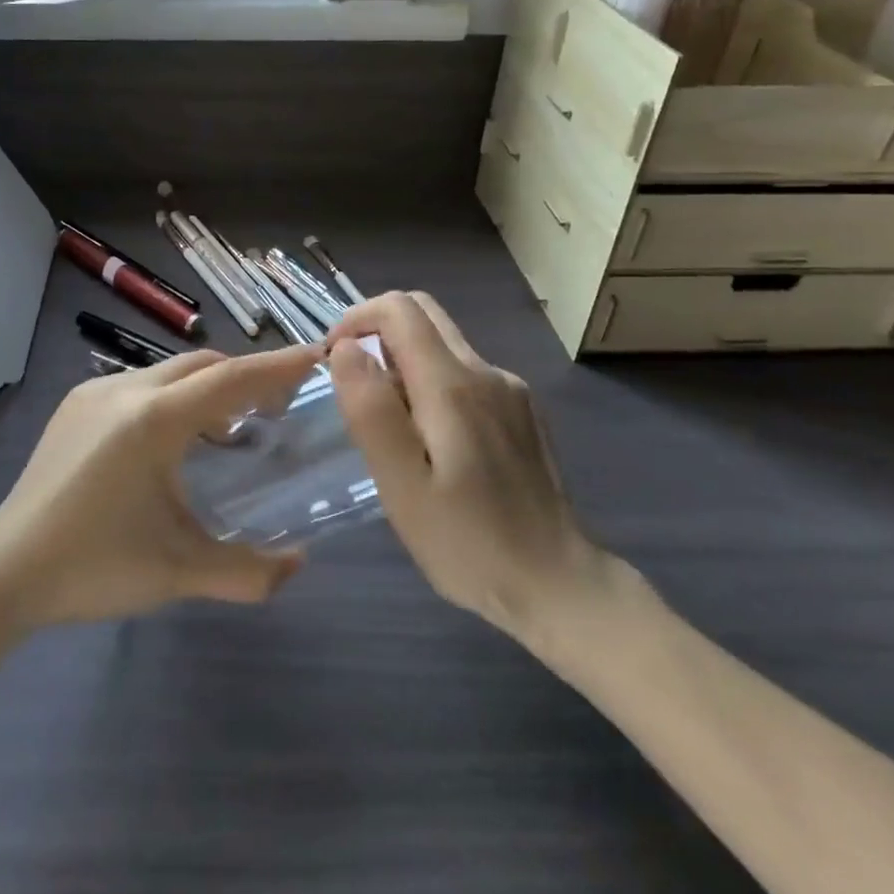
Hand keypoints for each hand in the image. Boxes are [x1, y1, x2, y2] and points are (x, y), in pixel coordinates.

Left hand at [0, 344, 323, 626]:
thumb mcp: (179, 571)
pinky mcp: (74, 404)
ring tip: (229, 429)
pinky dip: (173, 397)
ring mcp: (94, 392)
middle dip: (245, 376)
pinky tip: (174, 439)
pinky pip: (140, 384)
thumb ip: (248, 572)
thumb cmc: (94, 567)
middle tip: (278, 406)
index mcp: (153, 420)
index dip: (277, 367)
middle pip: (203, 365)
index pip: (231, 379)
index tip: (315, 355)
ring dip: (207, 388)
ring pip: (170, 372)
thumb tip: (299, 564)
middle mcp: (125, 390)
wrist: (3, 571)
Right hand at [327, 292, 616, 642]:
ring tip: (391, 430)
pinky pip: (466, 374)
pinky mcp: (523, 411)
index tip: (334, 360)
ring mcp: (511, 390)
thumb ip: (371, 410)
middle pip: (424, 314)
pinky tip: (433, 444)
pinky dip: (433, 385)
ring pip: (445, 345)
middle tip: (356, 386)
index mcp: (453, 385)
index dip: (357, 319)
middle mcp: (486, 372)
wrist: (558, 583)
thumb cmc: (468, 543)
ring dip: (405, 363)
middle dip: (378, 332)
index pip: (399, 310)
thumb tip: (345, 349)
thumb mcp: (403, 486)